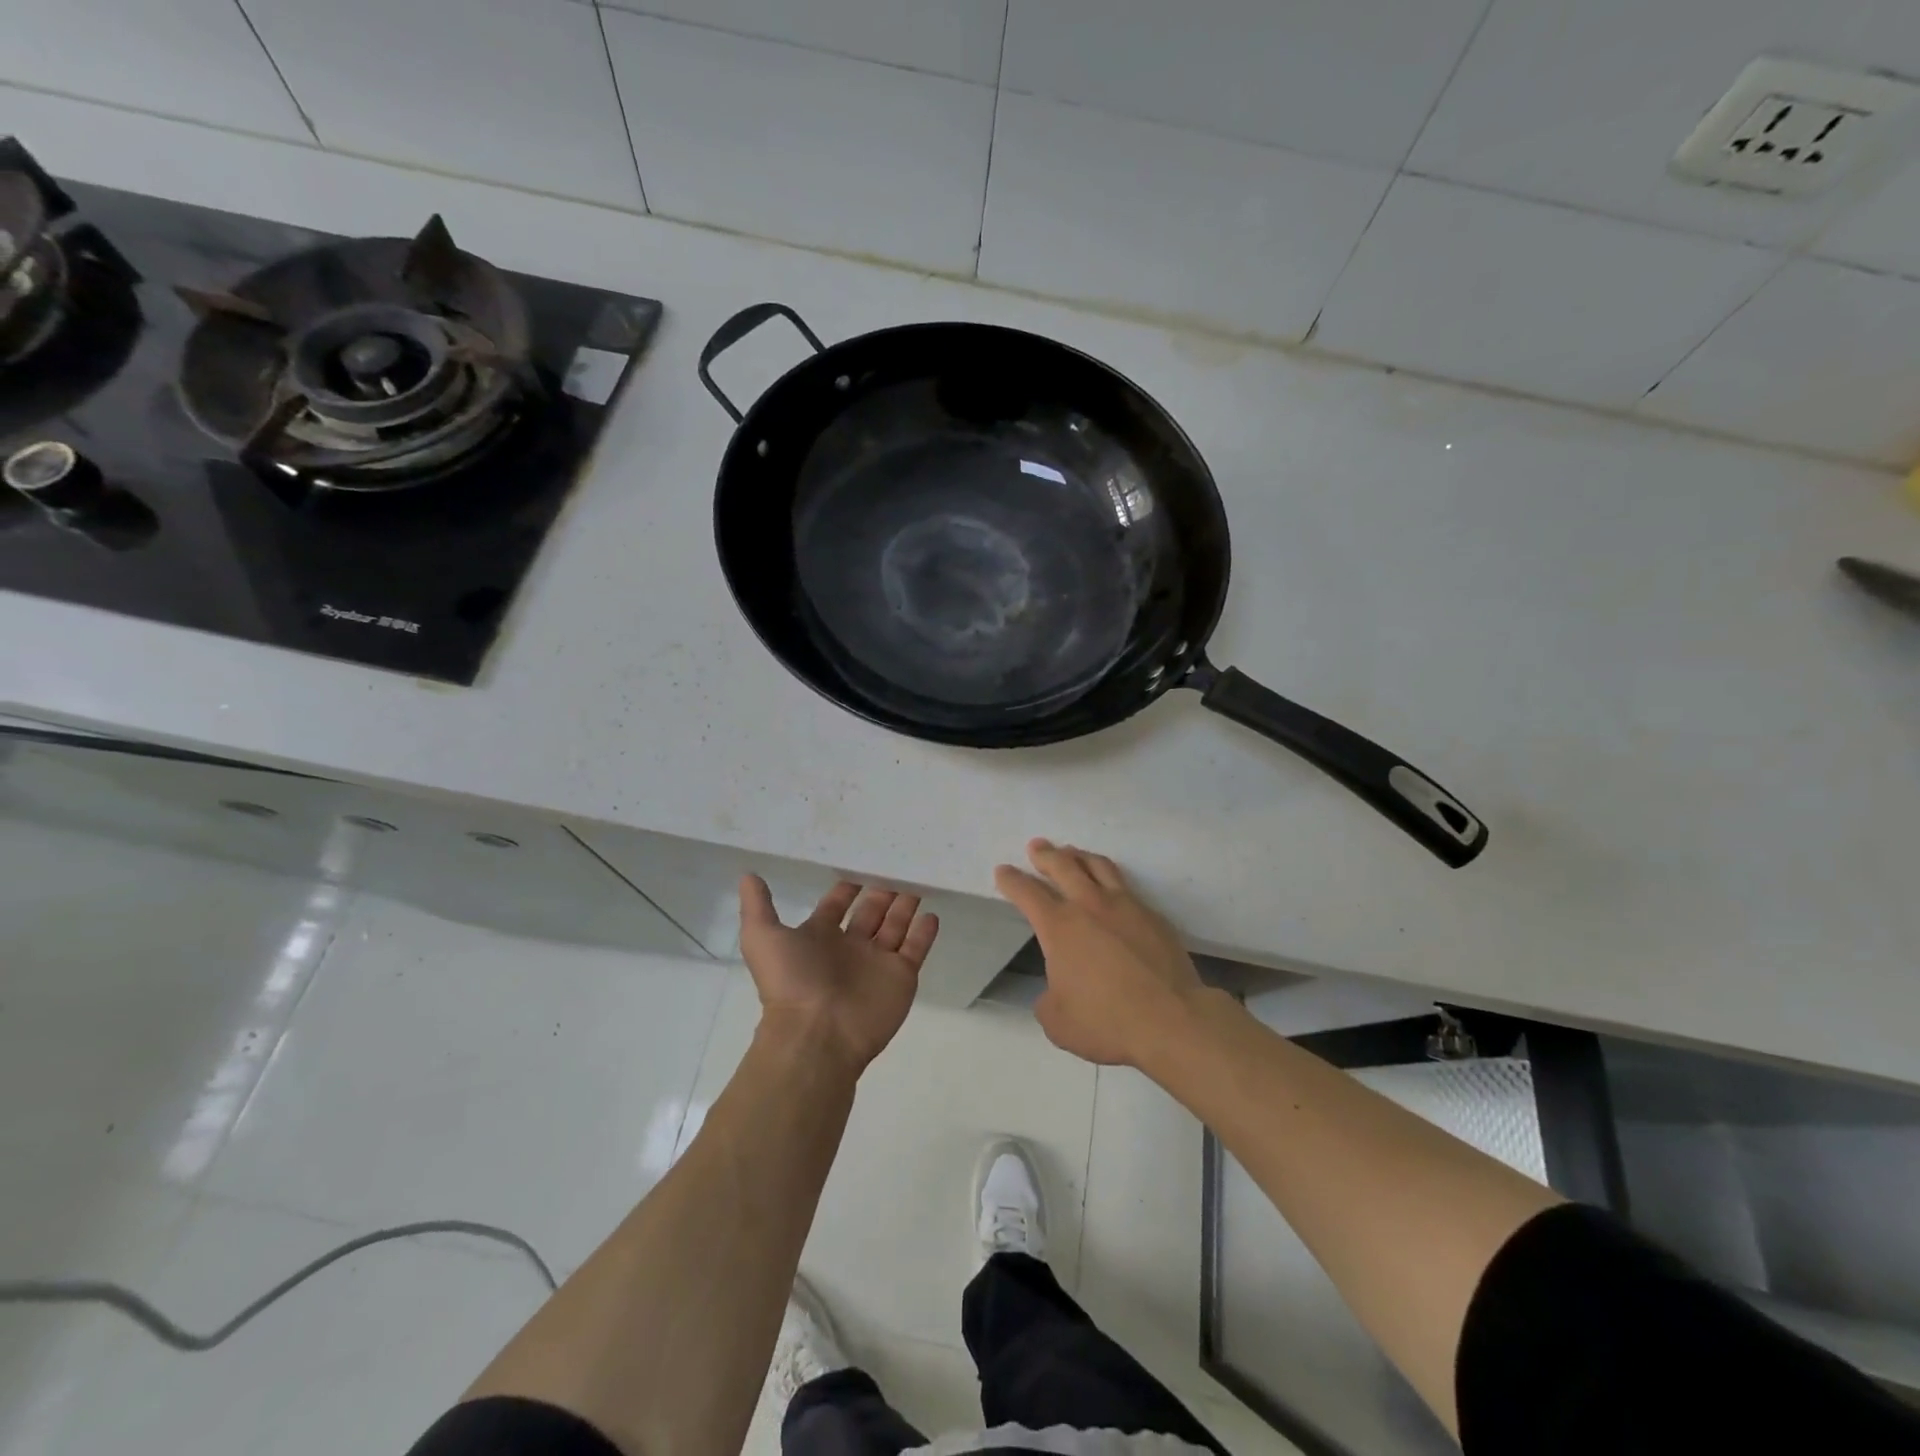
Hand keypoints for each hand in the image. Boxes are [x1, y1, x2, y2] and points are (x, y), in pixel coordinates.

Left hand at [738, 877, 938, 1070]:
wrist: (817, 1034)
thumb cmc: (791, 982)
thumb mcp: (763, 938)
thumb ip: (758, 906)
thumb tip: (748, 875)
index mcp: (819, 936)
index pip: (837, 904)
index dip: (847, 885)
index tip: (862, 857)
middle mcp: (850, 947)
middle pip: (871, 911)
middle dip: (883, 890)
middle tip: (898, 862)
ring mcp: (878, 962)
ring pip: (895, 925)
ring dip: (905, 905)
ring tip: (920, 878)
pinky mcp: (901, 976)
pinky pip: (916, 948)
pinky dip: (925, 932)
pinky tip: (932, 913)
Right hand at [994, 839, 1204, 1067]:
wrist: (1172, 1020)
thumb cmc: (1106, 1021)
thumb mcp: (1058, 1021)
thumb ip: (1049, 999)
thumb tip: (1057, 989)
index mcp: (1059, 926)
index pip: (1028, 893)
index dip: (1012, 880)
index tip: (1003, 870)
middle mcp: (1090, 905)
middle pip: (1063, 866)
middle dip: (1046, 855)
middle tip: (1037, 846)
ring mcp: (1125, 906)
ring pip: (1098, 866)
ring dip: (1080, 856)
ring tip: (1072, 852)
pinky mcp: (1153, 916)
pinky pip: (1126, 887)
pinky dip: (1110, 880)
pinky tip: (1111, 889)